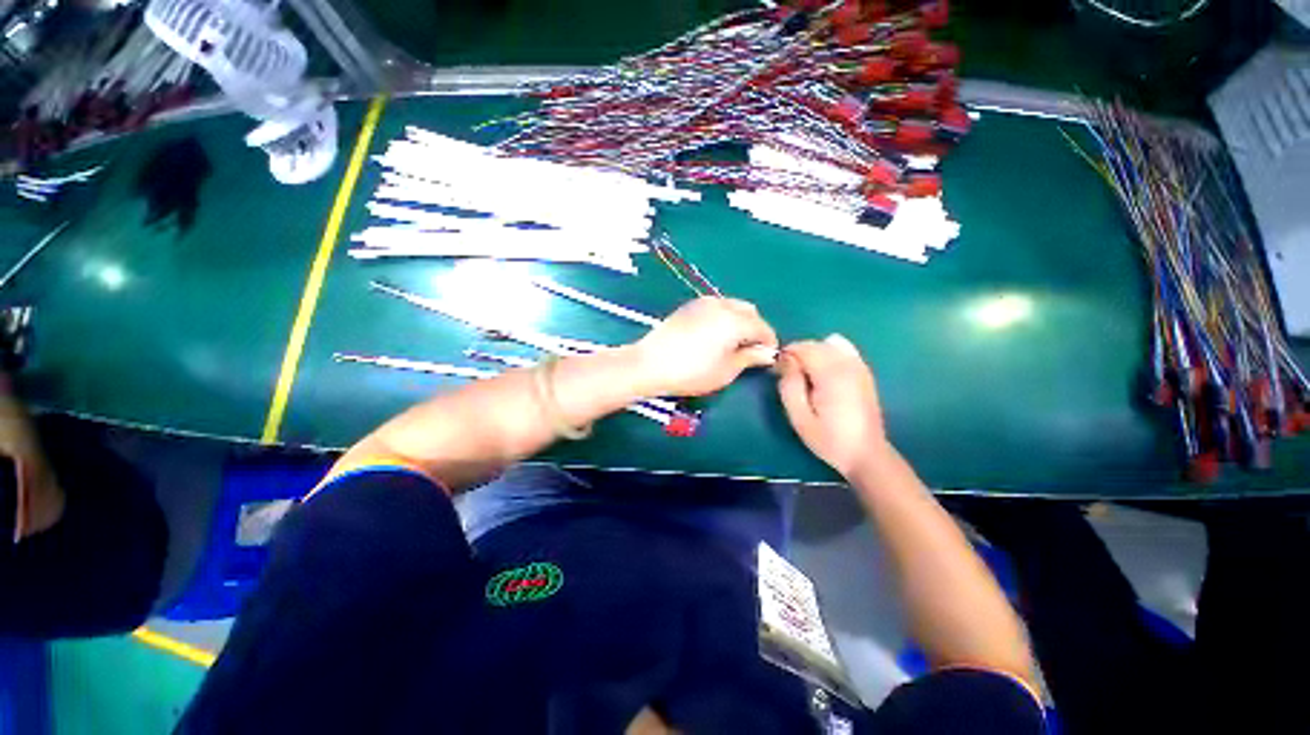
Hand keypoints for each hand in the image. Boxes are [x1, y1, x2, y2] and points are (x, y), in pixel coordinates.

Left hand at [630, 297, 778, 396]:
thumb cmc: (691, 372)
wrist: (649, 364)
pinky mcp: (689, 306)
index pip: (762, 327)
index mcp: (734, 320)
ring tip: (733, 343)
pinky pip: (716, 306)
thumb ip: (749, 358)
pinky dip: (724, 316)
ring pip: (733, 306)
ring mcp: (703, 302)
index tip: (767, 358)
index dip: (769, 343)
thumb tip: (767, 353)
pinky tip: (715, 335)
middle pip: (749, 311)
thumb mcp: (726, 371)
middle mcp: (721, 305)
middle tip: (750, 351)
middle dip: (755, 328)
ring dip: (740, 321)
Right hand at [776, 334, 888, 478]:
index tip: (778, 372)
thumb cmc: (828, 438)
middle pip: (816, 344)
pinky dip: (830, 353)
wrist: (865, 453)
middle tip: (789, 376)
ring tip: (807, 375)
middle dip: (798, 353)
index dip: (786, 355)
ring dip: (814, 353)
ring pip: (830, 343)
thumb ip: (789, 385)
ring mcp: (859, 366)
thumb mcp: (799, 417)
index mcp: (830, 375)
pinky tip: (825, 372)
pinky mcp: (864, 372)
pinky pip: (844, 349)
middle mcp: (847, 364)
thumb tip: (784, 361)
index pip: (803, 348)